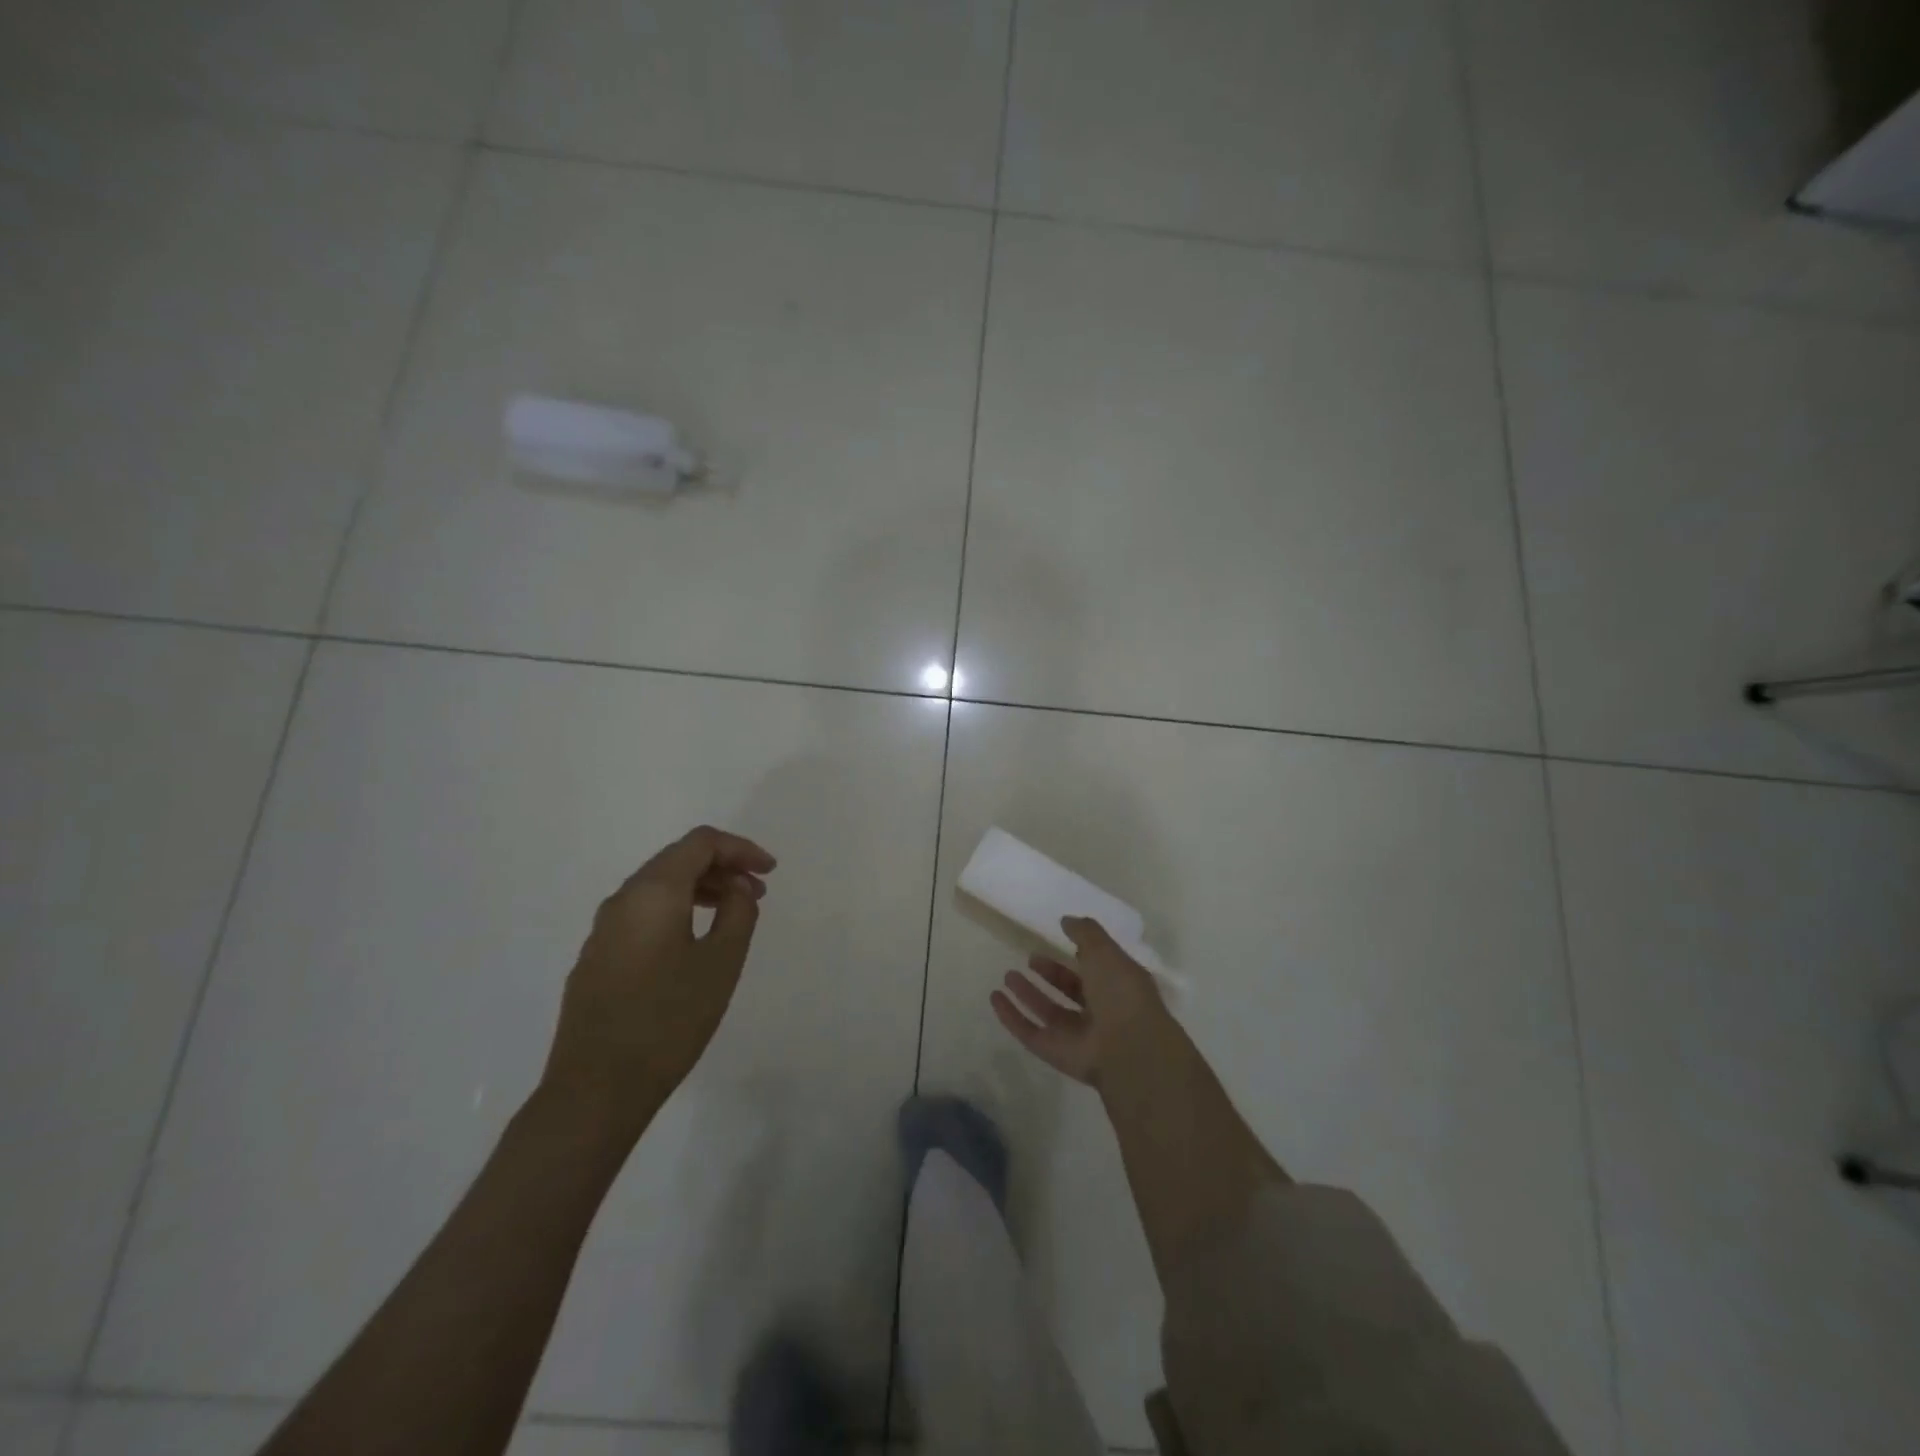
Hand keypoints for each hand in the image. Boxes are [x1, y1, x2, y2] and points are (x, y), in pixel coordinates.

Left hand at [541, 826, 775, 1142]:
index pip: (700, 843)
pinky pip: (642, 914)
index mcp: (653, 892)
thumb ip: (738, 913)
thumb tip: (737, 889)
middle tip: (758, 892)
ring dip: (700, 890)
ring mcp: (603, 930)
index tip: (771, 871)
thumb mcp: (721, 962)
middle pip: (677, 860)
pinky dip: (676, 911)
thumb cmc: (669, 1020)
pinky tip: (693, 943)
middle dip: (722, 867)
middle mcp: (622, 900)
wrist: (595, 1089)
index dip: (741, 848)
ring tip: (732, 915)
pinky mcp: (596, 958)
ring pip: (658, 888)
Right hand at [990, 916, 1173, 1087]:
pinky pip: (1029, 1032)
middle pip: (1070, 991)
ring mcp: (1076, 1035)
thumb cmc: (1121, 993)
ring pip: (1048, 1011)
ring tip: (1008, 976)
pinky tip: (995, 998)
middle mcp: (1099, 1012)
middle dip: (1050, 975)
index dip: (1079, 954)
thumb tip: (1066, 921)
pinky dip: (1011, 1016)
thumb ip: (1085, 933)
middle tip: (1030, 958)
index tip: (1059, 938)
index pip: (1096, 968)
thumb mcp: (1106, 951)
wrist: (1127, 1049)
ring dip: (1028, 994)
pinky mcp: (1055, 1052)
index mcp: (1117, 987)